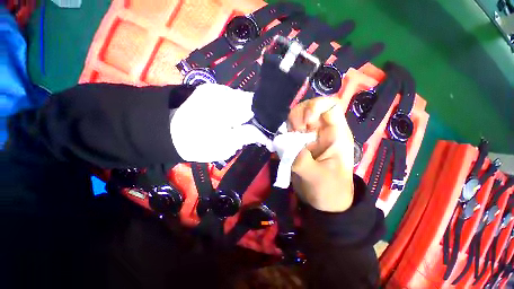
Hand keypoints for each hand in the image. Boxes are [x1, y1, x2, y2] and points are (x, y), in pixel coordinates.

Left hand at [170, 84, 270, 161]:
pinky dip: (238, 110)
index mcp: (228, 105)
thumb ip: (247, 137)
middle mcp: (224, 92)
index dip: (268, 118)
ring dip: (248, 114)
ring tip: (245, 127)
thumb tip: (266, 136)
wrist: (164, 132)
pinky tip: (234, 120)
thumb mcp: (224, 145)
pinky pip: (233, 100)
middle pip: (252, 102)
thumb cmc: (195, 143)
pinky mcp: (211, 91)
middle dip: (258, 117)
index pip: (258, 106)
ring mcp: (217, 89)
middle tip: (259, 131)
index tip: (273, 130)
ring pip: (243, 100)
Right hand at [288, 97, 354, 211]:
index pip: (330, 105)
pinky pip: (290, 129)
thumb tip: (285, 145)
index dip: (315, 106)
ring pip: (298, 116)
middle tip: (294, 131)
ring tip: (289, 138)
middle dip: (298, 114)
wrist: (324, 202)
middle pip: (310, 107)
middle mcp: (323, 131)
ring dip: (290, 123)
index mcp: (336, 134)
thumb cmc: (329, 190)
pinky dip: (285, 132)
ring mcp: (310, 136)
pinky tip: (284, 142)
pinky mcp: (300, 142)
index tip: (304, 122)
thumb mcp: (317, 177)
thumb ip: (301, 160)